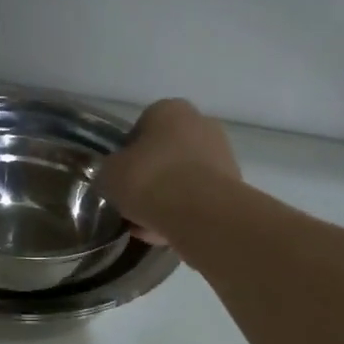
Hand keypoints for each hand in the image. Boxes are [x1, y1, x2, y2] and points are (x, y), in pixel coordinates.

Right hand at [96, 99, 239, 244]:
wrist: (201, 214)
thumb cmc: (149, 180)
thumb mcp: (109, 174)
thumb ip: (111, 170)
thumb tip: (117, 175)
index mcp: (170, 110)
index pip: (142, 126)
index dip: (128, 154)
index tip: (120, 177)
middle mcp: (201, 124)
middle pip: (167, 152)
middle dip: (151, 177)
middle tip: (133, 201)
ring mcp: (222, 155)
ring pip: (184, 178)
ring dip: (167, 198)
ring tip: (147, 225)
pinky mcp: (234, 187)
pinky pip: (199, 199)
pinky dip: (184, 213)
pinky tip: (166, 234)